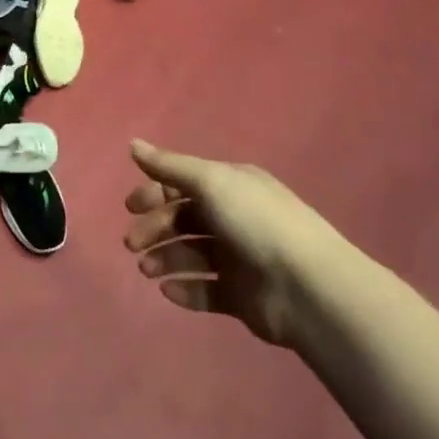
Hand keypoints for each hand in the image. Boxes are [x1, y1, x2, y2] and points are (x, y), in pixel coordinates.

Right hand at [123, 140, 355, 348]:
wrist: (308, 288)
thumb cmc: (256, 223)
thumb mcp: (211, 182)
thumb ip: (169, 165)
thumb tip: (131, 143)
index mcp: (231, 186)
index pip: (184, 184)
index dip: (154, 193)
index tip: (130, 208)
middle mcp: (235, 217)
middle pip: (183, 219)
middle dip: (154, 229)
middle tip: (132, 244)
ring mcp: (238, 258)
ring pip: (190, 254)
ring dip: (164, 258)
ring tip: (148, 270)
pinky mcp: (241, 295)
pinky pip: (205, 290)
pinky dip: (184, 289)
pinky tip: (169, 291)